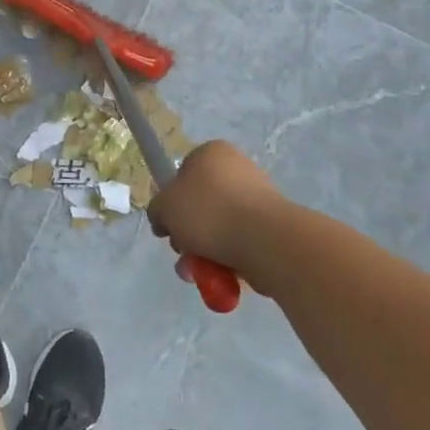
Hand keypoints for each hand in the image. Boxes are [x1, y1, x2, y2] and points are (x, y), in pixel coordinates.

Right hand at [147, 140, 285, 276]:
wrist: (264, 240)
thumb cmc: (208, 212)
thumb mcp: (164, 207)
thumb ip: (157, 210)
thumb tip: (164, 220)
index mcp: (212, 153)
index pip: (183, 173)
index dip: (171, 201)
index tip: (167, 224)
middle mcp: (238, 169)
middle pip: (201, 205)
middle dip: (188, 234)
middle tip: (182, 251)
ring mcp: (258, 198)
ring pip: (219, 227)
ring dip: (203, 252)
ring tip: (197, 273)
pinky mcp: (272, 226)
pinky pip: (240, 242)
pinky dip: (227, 259)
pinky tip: (220, 276)